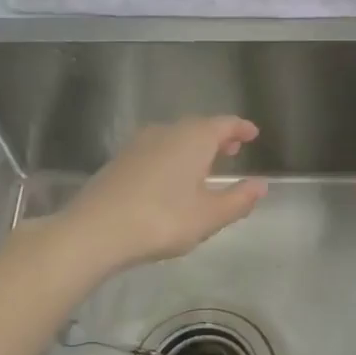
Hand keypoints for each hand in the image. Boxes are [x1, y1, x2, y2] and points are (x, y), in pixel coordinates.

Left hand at [59, 117, 267, 273]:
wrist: (95, 230)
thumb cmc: (162, 220)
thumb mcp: (209, 216)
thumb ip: (238, 199)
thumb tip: (261, 186)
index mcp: (193, 138)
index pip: (224, 124)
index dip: (241, 129)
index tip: (253, 134)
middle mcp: (166, 132)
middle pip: (198, 127)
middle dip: (217, 137)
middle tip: (232, 150)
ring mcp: (139, 144)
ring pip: (174, 137)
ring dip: (193, 147)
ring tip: (204, 166)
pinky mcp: (120, 160)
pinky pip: (156, 150)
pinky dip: (172, 157)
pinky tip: (171, 179)